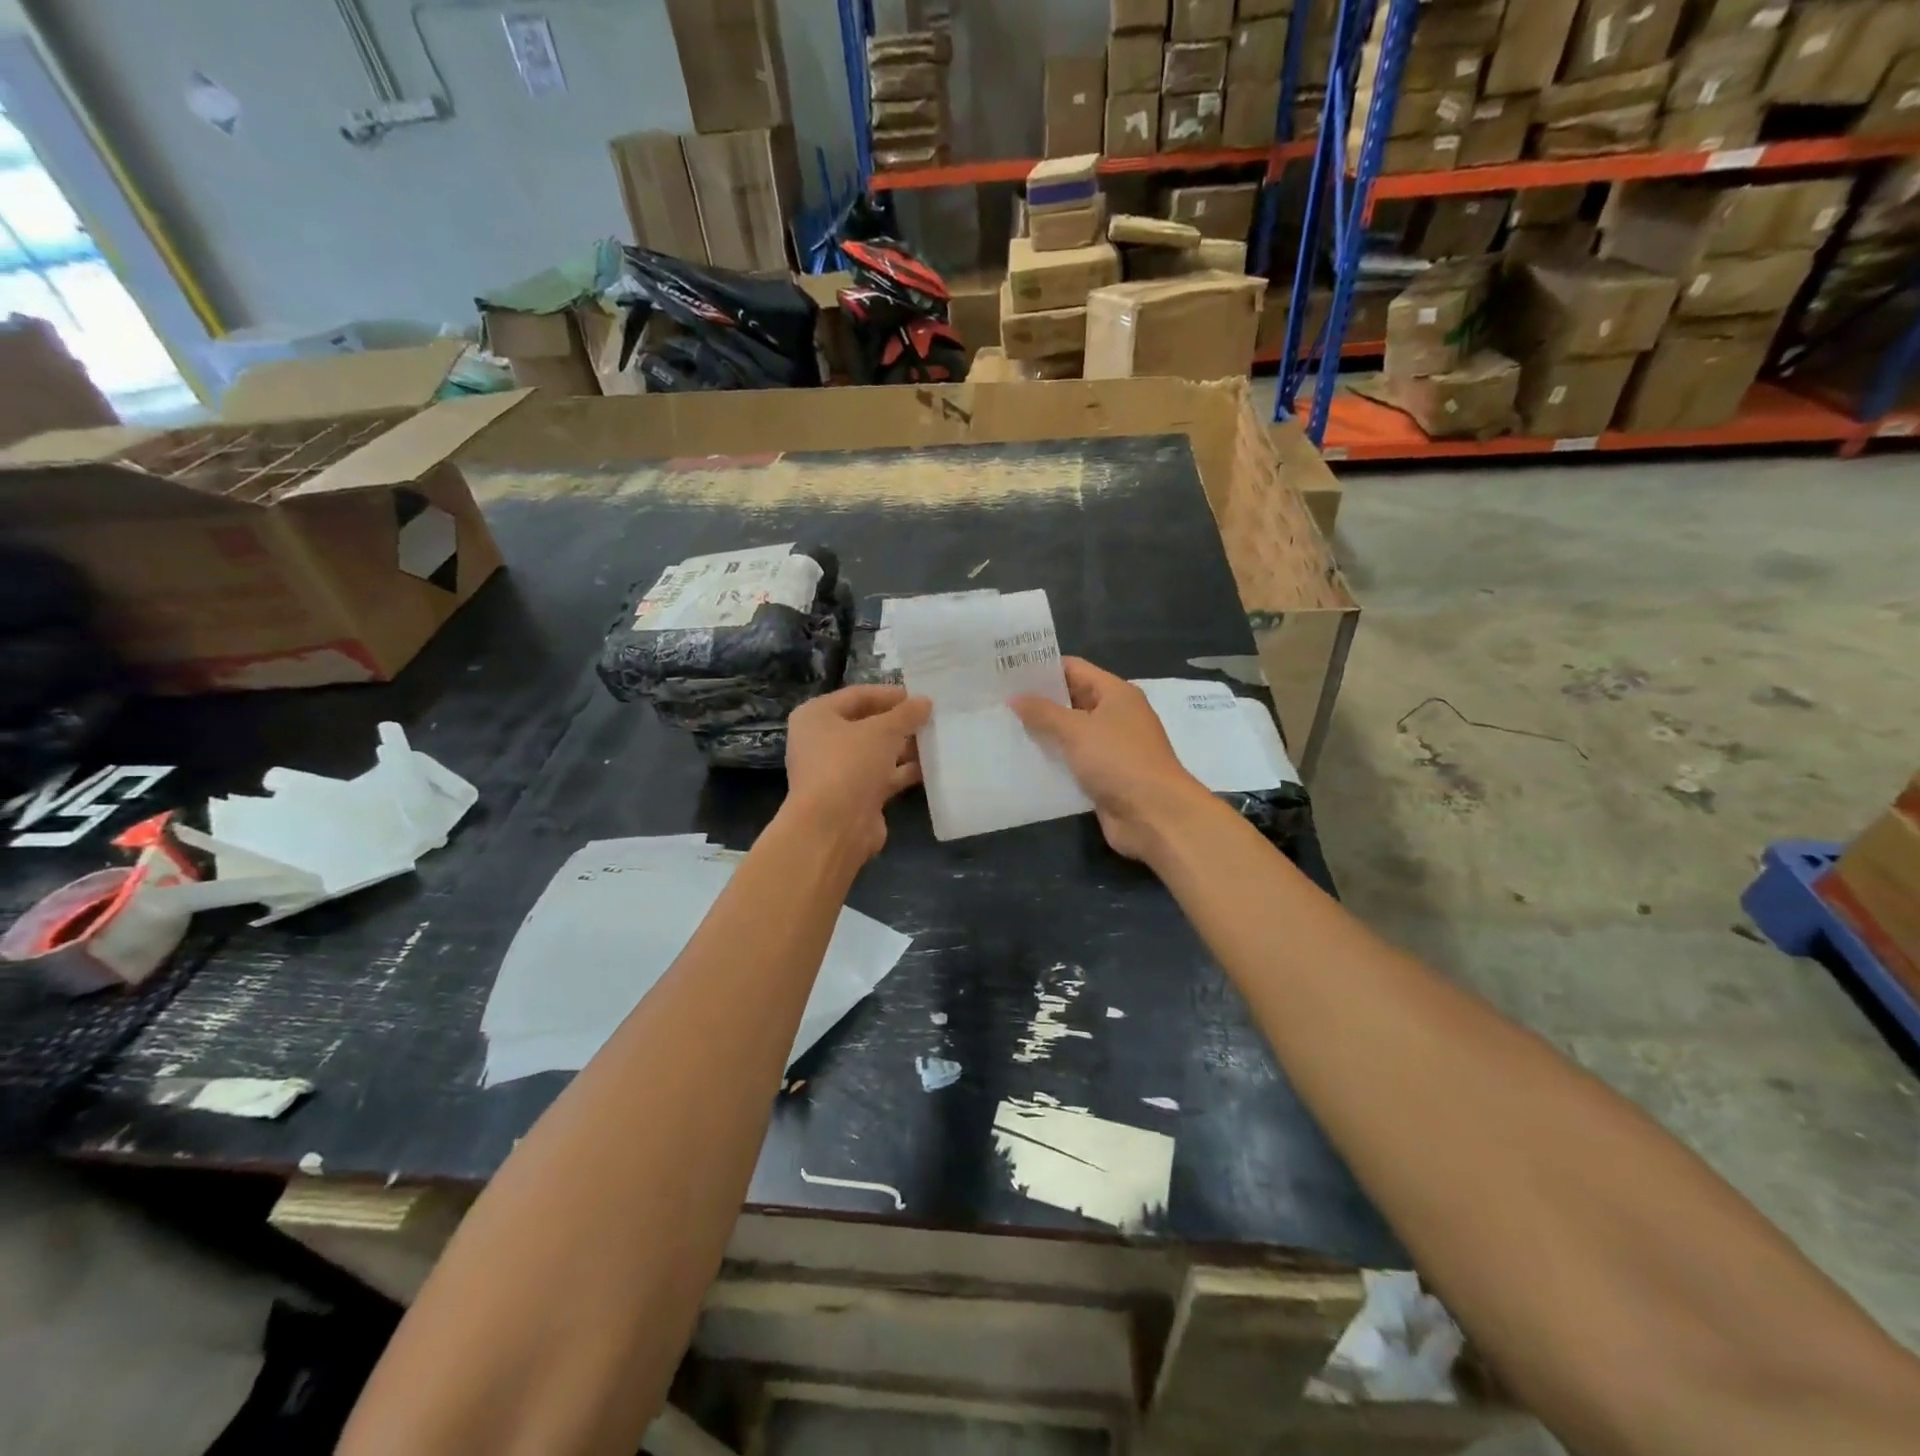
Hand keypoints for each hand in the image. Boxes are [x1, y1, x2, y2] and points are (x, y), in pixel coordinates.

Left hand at [783, 685, 931, 863]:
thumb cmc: (850, 765)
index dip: (890, 694)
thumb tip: (925, 702)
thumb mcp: (883, 731)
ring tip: (938, 740)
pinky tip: (932, 767)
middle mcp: (822, 741)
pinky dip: (904, 771)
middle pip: (867, 724)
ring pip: (876, 752)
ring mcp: (837, 771)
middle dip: (900, 722)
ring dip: (905, 747)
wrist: (834, 828)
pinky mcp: (854, 796)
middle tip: (933, 718)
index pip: (858, 695)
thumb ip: (906, 714)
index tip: (921, 696)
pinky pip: (882, 776)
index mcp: (817, 716)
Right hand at [1011, 658, 1212, 861]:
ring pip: (1070, 733)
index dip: (1042, 668)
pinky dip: (1053, 760)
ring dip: (1043, 733)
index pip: (1073, 669)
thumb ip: (1044, 712)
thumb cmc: (1119, 761)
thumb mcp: (1077, 730)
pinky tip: (1023, 760)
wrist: (1155, 815)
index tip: (1007, 671)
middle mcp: (1115, 715)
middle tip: (997, 701)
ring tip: (1003, 728)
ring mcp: (1111, 747)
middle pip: (1071, 700)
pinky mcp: (1105, 776)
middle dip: (1038, 701)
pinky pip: (1073, 761)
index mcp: (1115, 693)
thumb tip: (1015, 697)